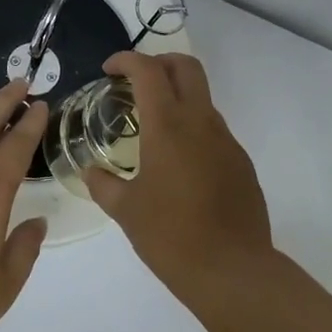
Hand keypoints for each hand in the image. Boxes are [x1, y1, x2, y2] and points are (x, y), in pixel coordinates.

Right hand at [85, 53, 273, 297]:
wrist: (233, 271)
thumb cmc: (171, 236)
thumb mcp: (125, 211)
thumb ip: (103, 184)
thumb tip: (90, 171)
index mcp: (168, 126)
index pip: (148, 71)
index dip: (126, 60)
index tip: (108, 70)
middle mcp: (201, 122)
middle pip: (185, 66)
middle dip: (158, 62)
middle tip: (134, 82)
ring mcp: (226, 141)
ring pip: (202, 97)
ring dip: (176, 97)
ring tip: (151, 127)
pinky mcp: (241, 162)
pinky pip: (213, 130)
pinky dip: (191, 128)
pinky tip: (177, 163)